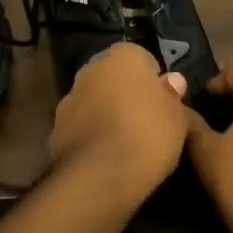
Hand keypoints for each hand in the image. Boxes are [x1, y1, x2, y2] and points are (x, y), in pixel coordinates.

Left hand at [49, 42, 191, 207]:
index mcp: (122, 56)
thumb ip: (172, 94)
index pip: (142, 58)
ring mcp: (69, 99)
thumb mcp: (176, 116)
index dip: (153, 81)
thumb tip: (172, 80)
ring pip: (94, 101)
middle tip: (145, 122)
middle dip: (126, 94)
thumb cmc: (147, 134)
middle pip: (114, 78)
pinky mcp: (55, 129)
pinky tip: (105, 158)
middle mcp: (91, 69)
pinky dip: (91, 137)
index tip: (162, 104)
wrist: (99, 176)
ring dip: (106, 114)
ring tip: (125, 144)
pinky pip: (81, 127)